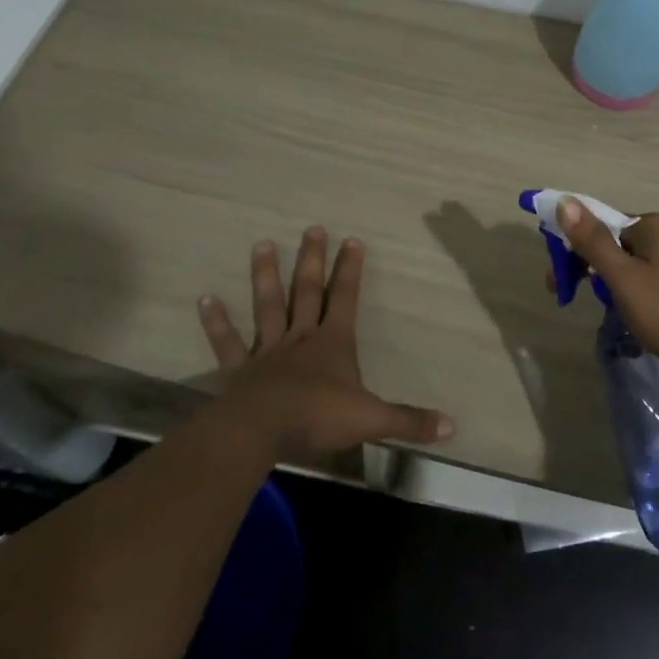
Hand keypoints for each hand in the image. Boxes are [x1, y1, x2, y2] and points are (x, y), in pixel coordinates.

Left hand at [198, 227, 454, 462]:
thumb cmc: (318, 418)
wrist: (261, 430)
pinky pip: (227, 342)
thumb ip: (409, 421)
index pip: (346, 298)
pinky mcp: (239, 369)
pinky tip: (205, 299)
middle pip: (308, 291)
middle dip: (313, 260)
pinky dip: (217, 322)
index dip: (351, 270)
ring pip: (268, 305)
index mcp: (333, 343)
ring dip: (266, 276)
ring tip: (263, 244)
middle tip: (312, 228)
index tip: (353, 240)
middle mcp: (301, 337)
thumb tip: (452, 426)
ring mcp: (268, 350)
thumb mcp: (371, 420)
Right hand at [553, 199, 658, 379]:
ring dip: (615, 286)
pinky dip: (638, 294)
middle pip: (616, 244)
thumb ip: (593, 242)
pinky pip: (654, 278)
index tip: (559, 285)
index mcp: (651, 225)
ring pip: (634, 264)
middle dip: (593, 271)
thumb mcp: (625, 280)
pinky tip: (641, 318)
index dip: (572, 252)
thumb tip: (564, 201)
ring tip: (614, 316)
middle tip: (580, 302)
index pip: (598, 226)